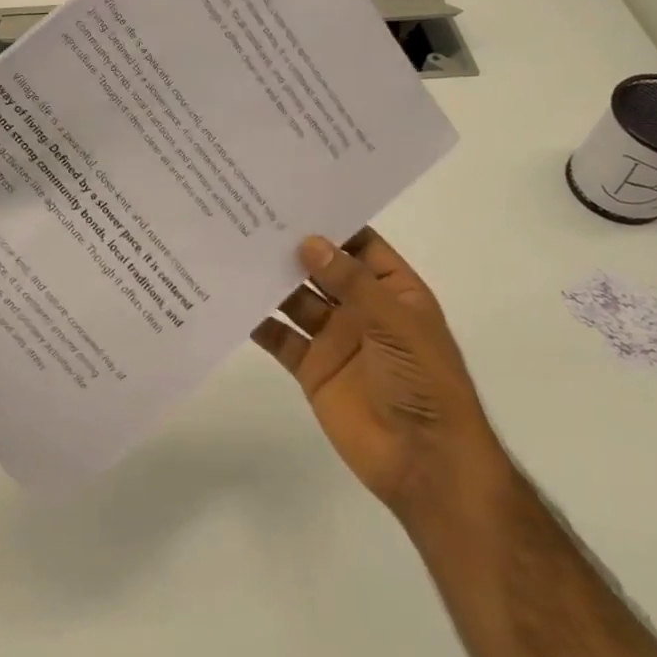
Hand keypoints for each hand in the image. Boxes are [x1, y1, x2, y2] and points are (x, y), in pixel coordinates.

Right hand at [252, 228, 504, 518]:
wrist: (424, 461)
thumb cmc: (423, 382)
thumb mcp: (396, 323)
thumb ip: (351, 282)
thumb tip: (309, 241)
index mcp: (393, 290)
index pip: (360, 245)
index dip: (331, 222)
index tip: (293, 195)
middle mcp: (361, 308)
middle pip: (322, 269)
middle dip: (292, 247)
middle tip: (250, 217)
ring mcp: (334, 338)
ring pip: (296, 300)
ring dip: (271, 280)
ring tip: (234, 251)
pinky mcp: (310, 367)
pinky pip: (280, 338)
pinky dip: (259, 322)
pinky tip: (232, 301)